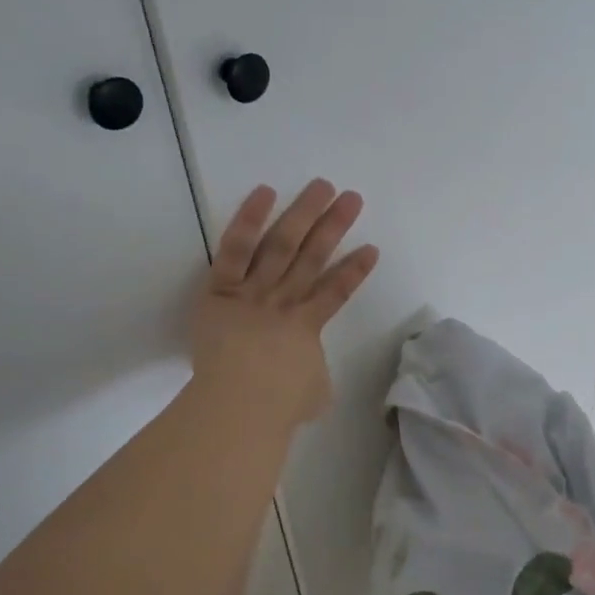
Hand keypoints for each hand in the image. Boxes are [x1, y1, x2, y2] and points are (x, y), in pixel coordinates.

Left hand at [190, 180, 379, 430]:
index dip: (355, 271)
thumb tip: (305, 374)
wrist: (241, 404)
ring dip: (304, 213)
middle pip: (313, 257)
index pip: (337, 292)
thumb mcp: (311, 395)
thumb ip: (311, 375)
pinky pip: (236, 249)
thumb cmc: (279, 408)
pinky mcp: (223, 288)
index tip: (372, 249)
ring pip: (283, 245)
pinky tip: (266, 192)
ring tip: (322, 186)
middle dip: (334, 226)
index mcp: (306, 327)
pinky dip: (250, 220)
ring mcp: (255, 292)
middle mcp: (284, 301)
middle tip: (351, 198)